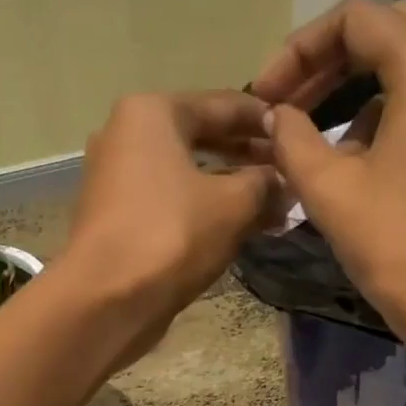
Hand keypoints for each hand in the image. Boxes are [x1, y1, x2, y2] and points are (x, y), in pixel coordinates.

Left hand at [57, 90, 279, 361]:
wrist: (106, 300)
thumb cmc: (171, 236)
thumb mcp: (233, 205)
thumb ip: (265, 183)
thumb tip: (285, 183)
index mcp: (152, 113)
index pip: (224, 104)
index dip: (267, 120)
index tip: (299, 133)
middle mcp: (126, 135)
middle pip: (202, 136)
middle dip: (248, 156)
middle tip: (289, 172)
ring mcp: (116, 177)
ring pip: (186, 172)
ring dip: (229, 186)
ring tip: (272, 204)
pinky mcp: (116, 216)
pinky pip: (170, 200)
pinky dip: (203, 208)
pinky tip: (236, 226)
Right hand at [250, 0, 405, 352]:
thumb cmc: (399, 248)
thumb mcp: (330, 191)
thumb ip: (293, 140)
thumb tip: (277, 116)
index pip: (356, 19)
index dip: (300, 49)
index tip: (269, 96)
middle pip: (392, 29)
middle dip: (332, 59)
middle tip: (292, 101)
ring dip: (361, 85)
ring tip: (321, 137)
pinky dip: (395, 110)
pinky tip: (367, 158)